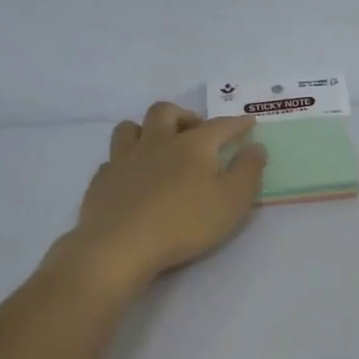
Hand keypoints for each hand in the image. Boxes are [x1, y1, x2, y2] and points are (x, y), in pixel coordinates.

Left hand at [52, 102, 265, 288]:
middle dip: (184, 115)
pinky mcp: (102, 181)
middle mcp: (157, 143)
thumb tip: (256, 147)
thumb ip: (249, 171)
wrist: (121, 246)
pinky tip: (133, 175)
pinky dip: (126, 160)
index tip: (249, 123)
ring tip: (159, 145)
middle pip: (166, 112)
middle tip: (196, 131)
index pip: (220, 125)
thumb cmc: (186, 223)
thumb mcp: (234, 200)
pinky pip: (113, 158)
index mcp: (193, 145)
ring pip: (131, 128)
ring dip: (147, 129)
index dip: (237, 123)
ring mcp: (124, 160)